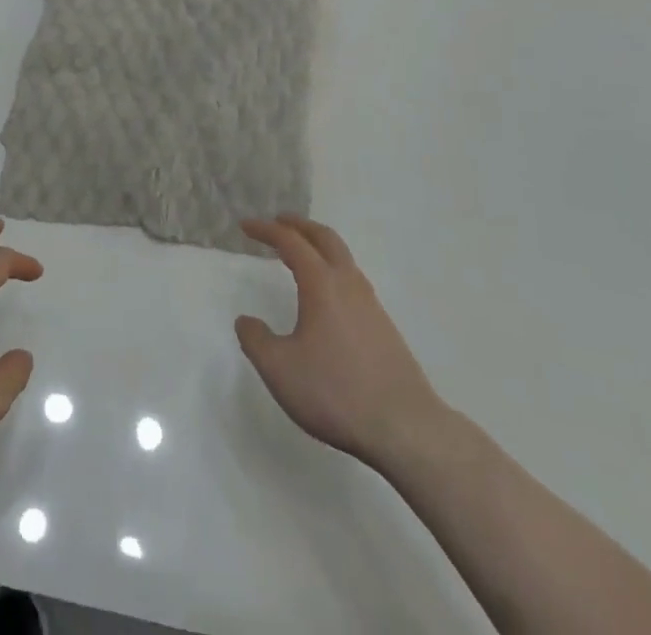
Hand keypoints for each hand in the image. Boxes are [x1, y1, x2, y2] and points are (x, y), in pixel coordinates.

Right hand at [236, 215, 452, 468]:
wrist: (405, 428)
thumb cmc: (335, 392)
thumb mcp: (279, 369)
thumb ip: (256, 340)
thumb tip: (246, 321)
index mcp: (321, 283)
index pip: (290, 242)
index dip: (266, 230)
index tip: (245, 226)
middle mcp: (348, 284)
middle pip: (324, 238)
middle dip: (299, 226)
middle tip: (278, 222)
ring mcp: (371, 305)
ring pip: (343, 258)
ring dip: (320, 247)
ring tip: (302, 254)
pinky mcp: (385, 328)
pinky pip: (353, 281)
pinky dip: (334, 270)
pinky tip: (328, 296)